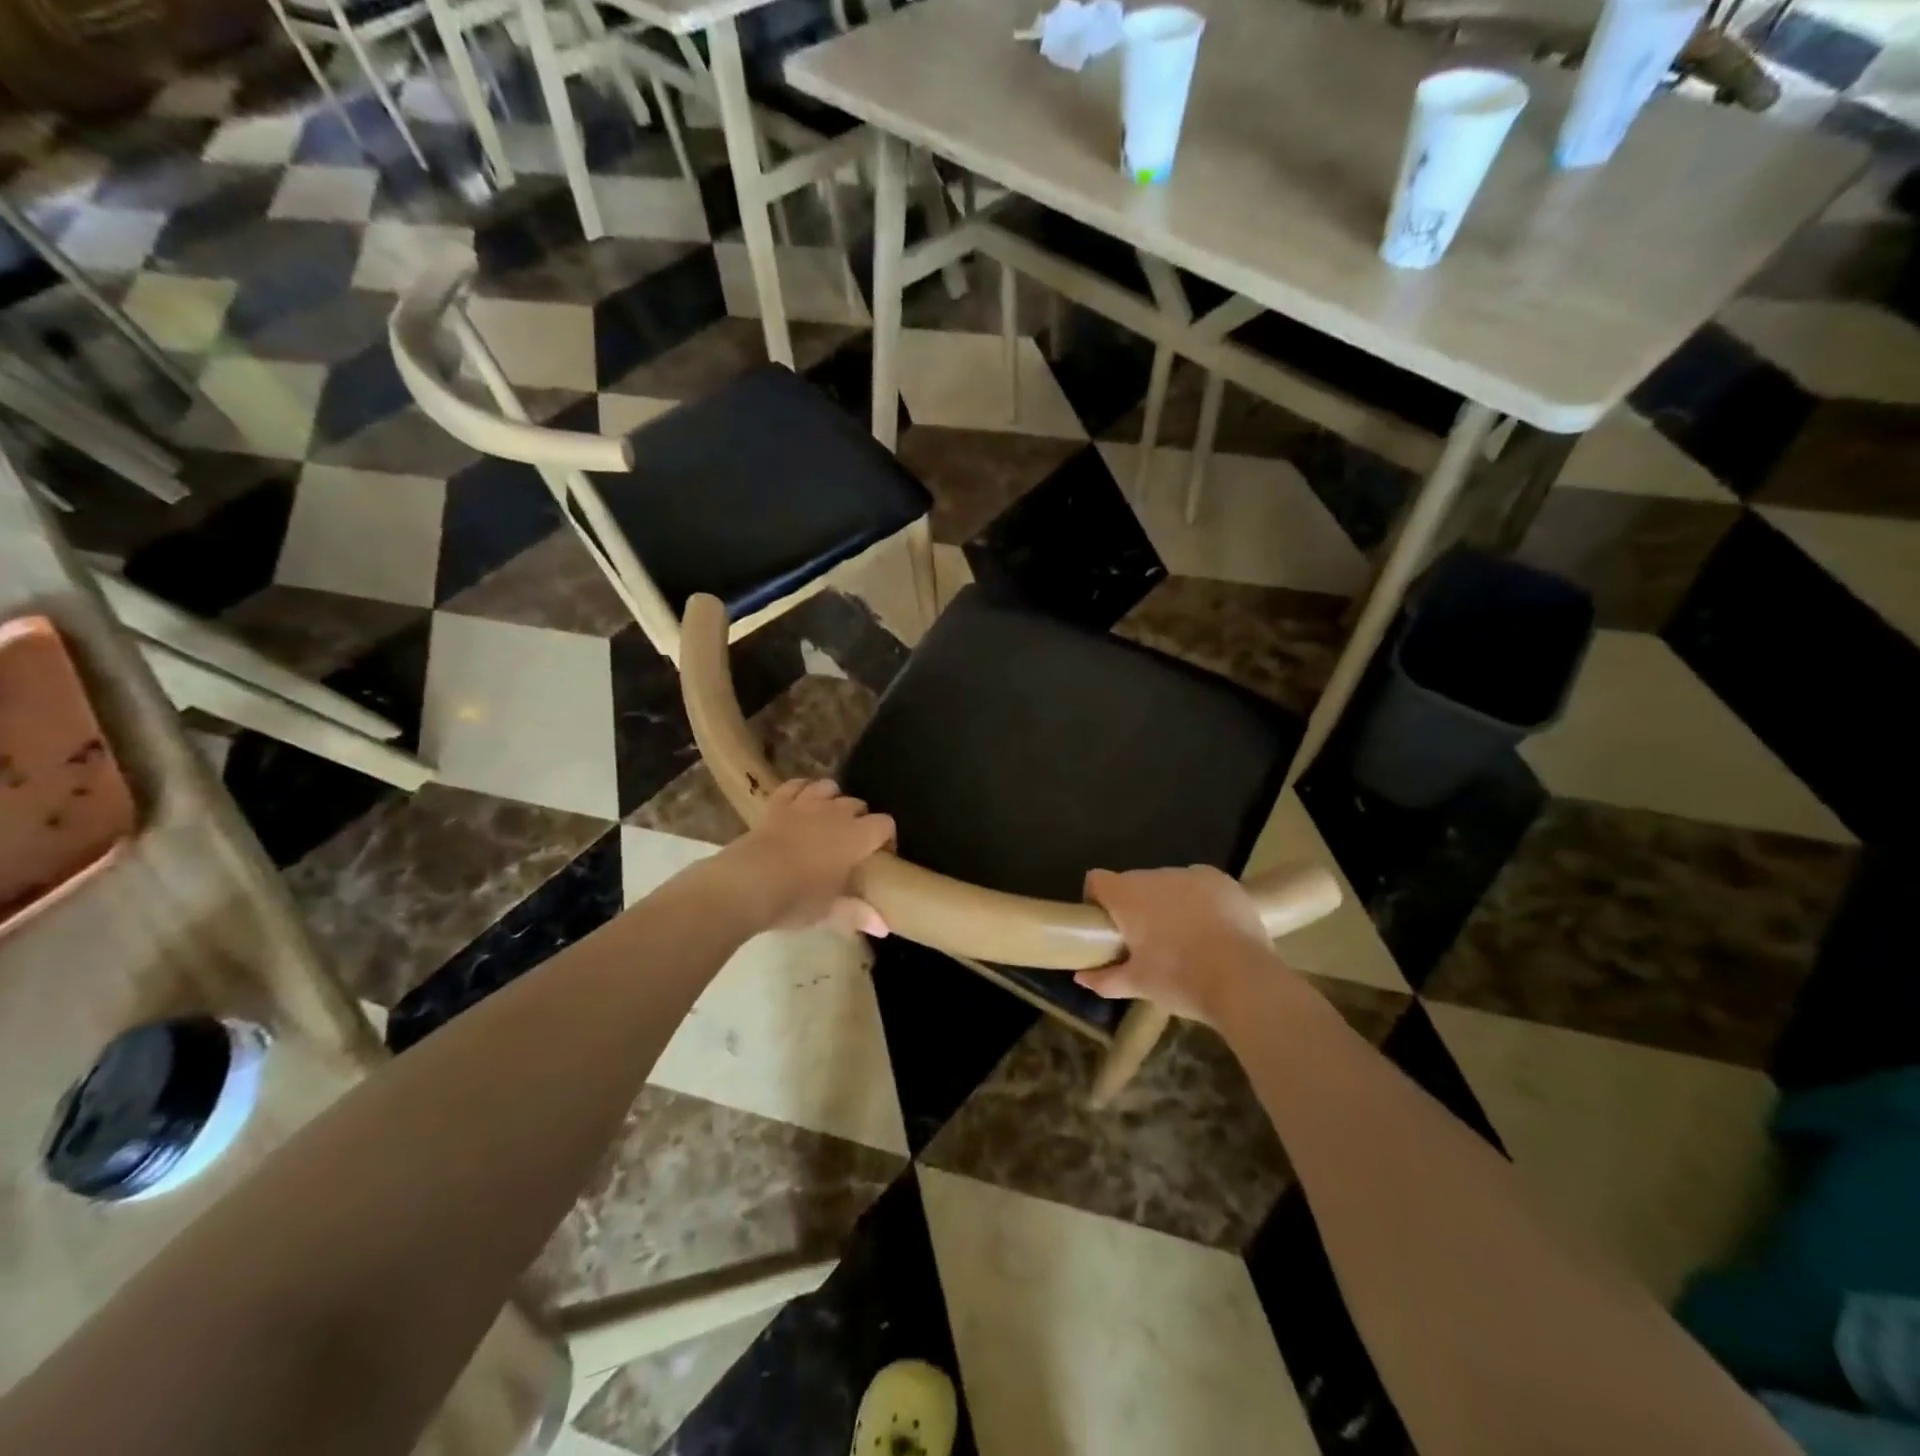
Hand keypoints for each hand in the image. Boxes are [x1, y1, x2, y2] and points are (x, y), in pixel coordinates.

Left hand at [725, 779, 894, 935]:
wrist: (747, 884)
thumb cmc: (796, 899)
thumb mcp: (829, 911)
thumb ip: (858, 913)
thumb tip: (884, 928)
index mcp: (856, 838)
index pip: (885, 824)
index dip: (887, 838)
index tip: (880, 857)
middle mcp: (835, 813)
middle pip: (858, 805)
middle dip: (860, 820)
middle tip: (852, 846)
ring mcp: (804, 804)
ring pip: (829, 788)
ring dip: (833, 800)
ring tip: (828, 820)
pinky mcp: (777, 804)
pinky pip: (795, 785)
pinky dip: (801, 790)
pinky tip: (801, 803)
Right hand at [1076, 866, 1290, 1022]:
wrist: (1243, 980)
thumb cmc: (1180, 979)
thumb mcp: (1138, 985)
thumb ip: (1104, 979)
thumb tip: (1081, 977)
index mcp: (1127, 896)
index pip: (1097, 880)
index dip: (1096, 899)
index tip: (1107, 927)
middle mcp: (1155, 875)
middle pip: (1133, 883)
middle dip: (1135, 906)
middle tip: (1146, 940)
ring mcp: (1191, 874)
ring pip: (1168, 883)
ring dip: (1167, 902)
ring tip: (1183, 936)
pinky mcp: (1222, 880)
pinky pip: (1199, 885)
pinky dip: (1198, 900)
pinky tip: (1211, 927)